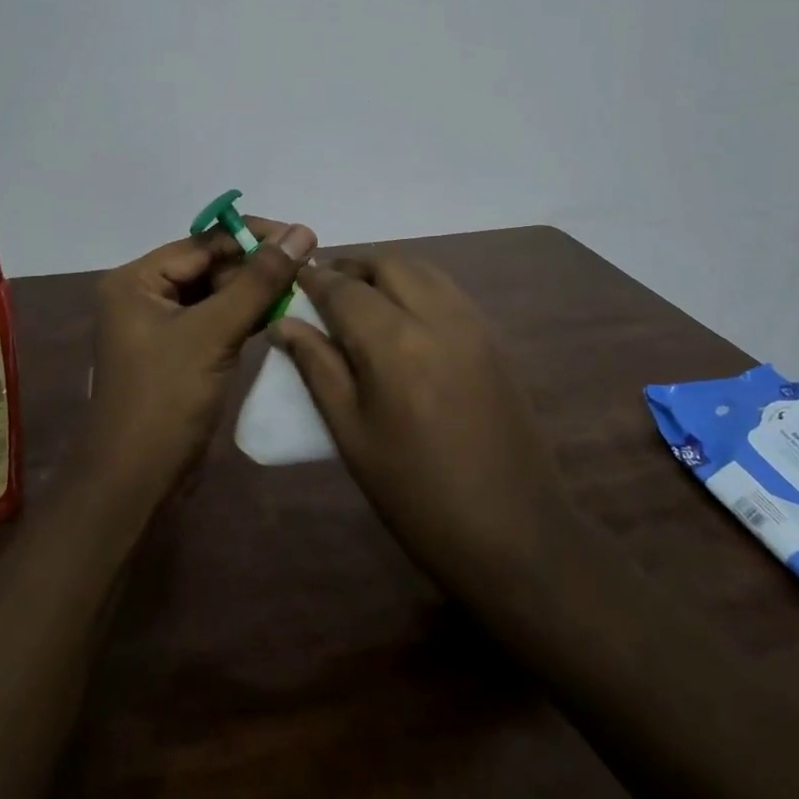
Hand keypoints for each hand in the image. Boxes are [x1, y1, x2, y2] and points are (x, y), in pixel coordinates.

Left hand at [85, 218, 317, 492]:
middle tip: (308, 268)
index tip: (303, 238)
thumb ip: (259, 281)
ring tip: (303, 288)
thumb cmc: (166, 400)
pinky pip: (216, 322)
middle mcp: (143, 296)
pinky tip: (281, 315)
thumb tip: (301, 231)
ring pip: (216, 295)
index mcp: (136, 281)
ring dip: (255, 292)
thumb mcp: (214, 333)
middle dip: (256, 267)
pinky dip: (245, 318)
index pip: (203, 243)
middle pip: (209, 266)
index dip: (253, 238)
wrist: (136, 483)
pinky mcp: (178, 353)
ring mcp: (160, 327)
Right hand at [273, 257, 579, 597]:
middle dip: (352, 269)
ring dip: (387, 273)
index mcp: (395, 344)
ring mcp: (474, 324)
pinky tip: (405, 320)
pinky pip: (449, 291)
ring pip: (423, 270)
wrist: (514, 533)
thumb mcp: (352, 435)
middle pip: (388, 264)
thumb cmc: (417, 495)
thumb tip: (285, 323)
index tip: (294, 278)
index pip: (345, 289)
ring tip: (362, 303)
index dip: (315, 279)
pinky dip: (419, 287)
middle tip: (326, 293)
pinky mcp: (496, 339)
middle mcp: (438, 317)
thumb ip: (317, 368)